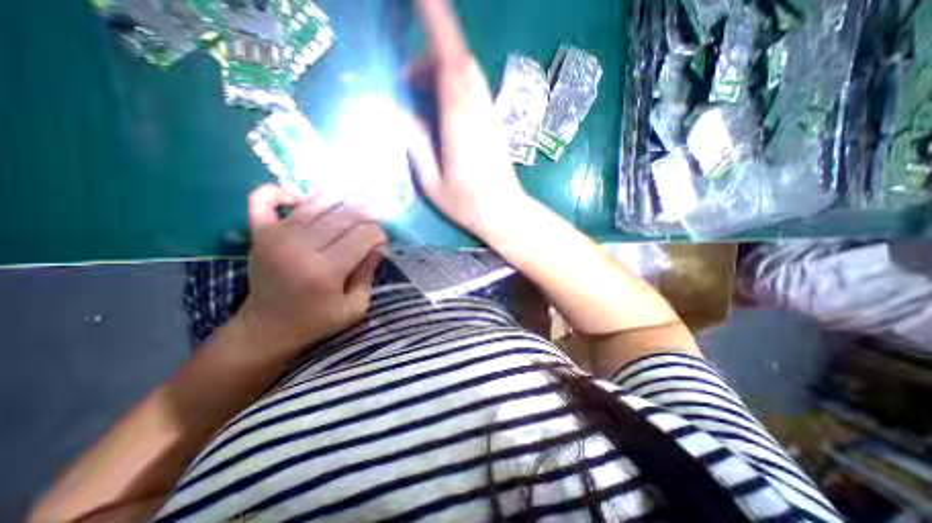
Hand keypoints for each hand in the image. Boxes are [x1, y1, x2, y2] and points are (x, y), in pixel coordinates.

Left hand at [240, 184, 389, 355]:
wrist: (266, 329)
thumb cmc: (316, 321)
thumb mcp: (355, 307)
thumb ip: (368, 274)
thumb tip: (376, 245)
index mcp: (325, 271)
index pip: (363, 236)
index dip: (379, 233)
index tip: (382, 240)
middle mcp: (300, 248)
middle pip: (344, 215)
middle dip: (369, 211)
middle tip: (379, 214)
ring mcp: (276, 236)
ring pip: (315, 201)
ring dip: (341, 195)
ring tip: (355, 199)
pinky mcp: (259, 233)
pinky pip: (263, 198)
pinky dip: (281, 191)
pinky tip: (300, 199)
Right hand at [408, 0, 530, 239]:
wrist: (505, 212)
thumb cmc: (468, 205)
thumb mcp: (432, 183)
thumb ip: (415, 146)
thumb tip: (399, 113)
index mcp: (459, 123)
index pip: (450, 62)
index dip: (438, 25)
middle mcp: (477, 111)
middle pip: (459, 60)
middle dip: (431, 50)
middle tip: (406, 77)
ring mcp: (489, 116)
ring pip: (468, 73)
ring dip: (441, 69)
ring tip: (418, 91)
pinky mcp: (494, 123)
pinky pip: (473, 89)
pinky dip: (453, 84)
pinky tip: (439, 104)